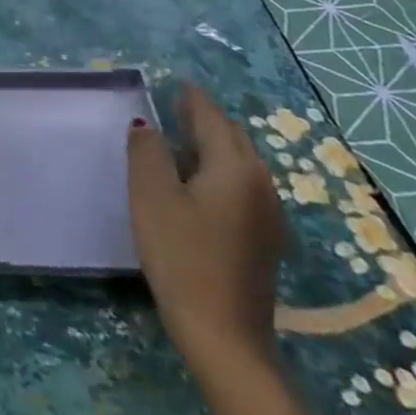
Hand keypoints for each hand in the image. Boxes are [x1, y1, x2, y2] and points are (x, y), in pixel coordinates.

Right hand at [127, 84, 285, 376]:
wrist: (223, 331)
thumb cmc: (181, 254)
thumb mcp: (151, 196)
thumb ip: (147, 152)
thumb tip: (146, 124)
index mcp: (233, 167)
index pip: (211, 118)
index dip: (192, 98)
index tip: (176, 82)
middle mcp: (260, 184)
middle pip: (233, 138)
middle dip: (206, 118)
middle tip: (175, 106)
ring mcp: (268, 214)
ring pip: (241, 163)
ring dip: (214, 145)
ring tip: (182, 140)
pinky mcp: (264, 239)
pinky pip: (243, 186)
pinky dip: (221, 170)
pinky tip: (199, 184)